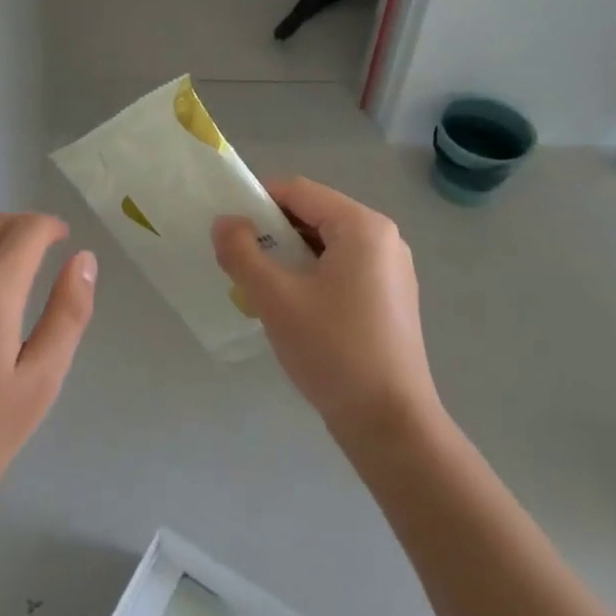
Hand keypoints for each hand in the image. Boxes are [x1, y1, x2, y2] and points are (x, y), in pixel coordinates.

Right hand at [213, 177, 438, 443]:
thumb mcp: (275, 298)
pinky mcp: (391, 297)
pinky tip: (294, 309)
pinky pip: (342, 268)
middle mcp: (383, 237)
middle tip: (242, 264)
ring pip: (325, 244)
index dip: (257, 203)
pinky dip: (312, 275)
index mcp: (361, 226)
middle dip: (272, 233)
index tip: (228, 232)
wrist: (391, 425)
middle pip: (313, 214)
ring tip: (263, 289)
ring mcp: (392, 268)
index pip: (297, 191)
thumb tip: (224, 222)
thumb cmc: (333, 351)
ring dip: (289, 257)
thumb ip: (242, 253)